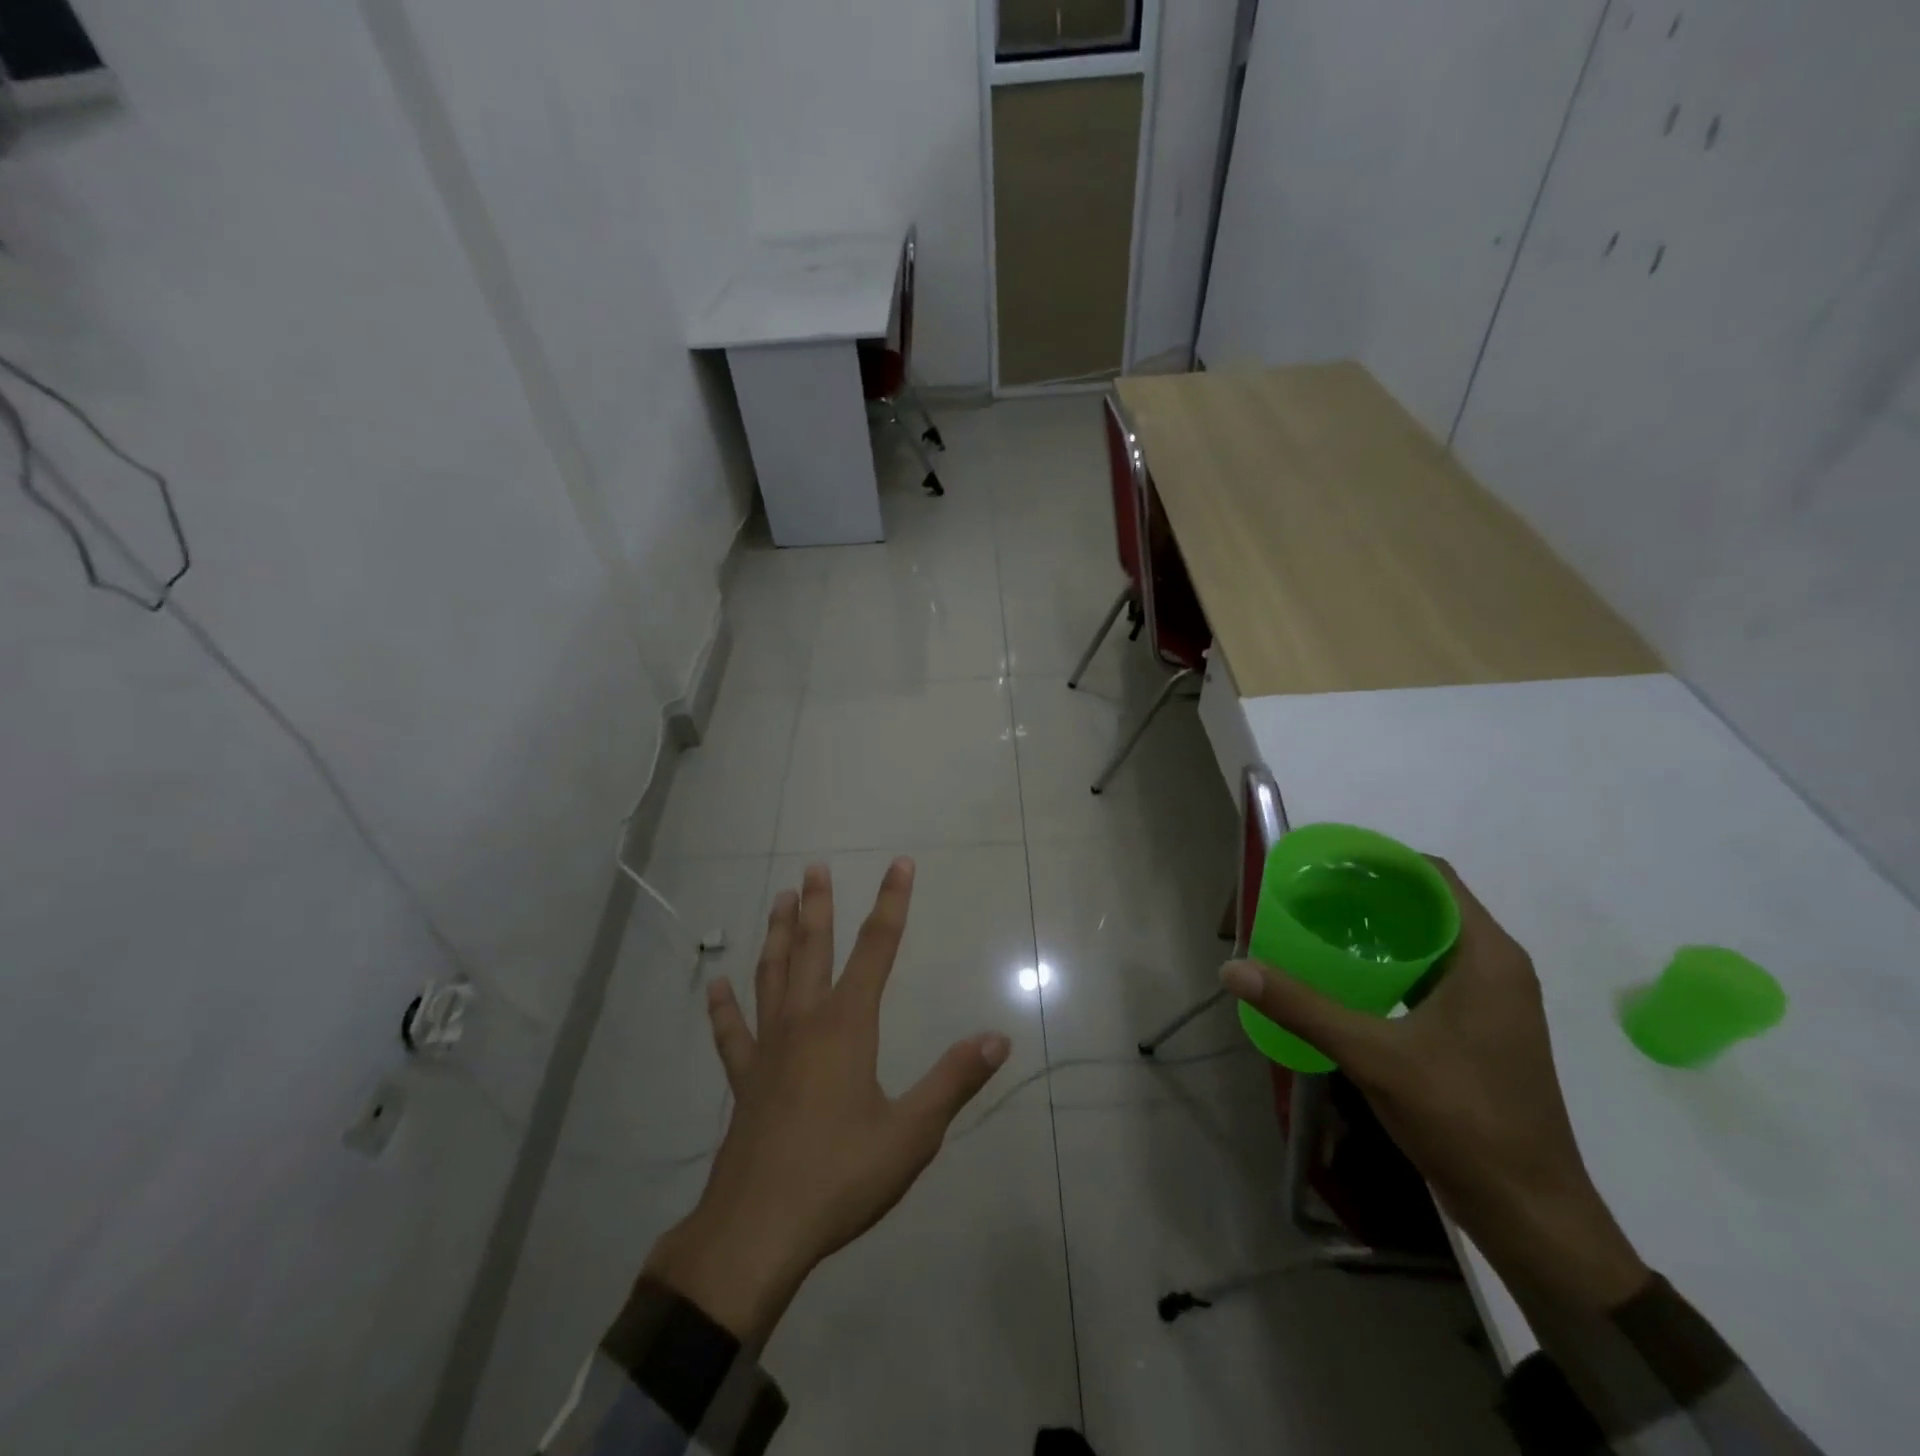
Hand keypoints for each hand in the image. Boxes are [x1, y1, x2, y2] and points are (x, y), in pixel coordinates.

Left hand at [628, 858, 1009, 1345]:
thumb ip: (954, 1080)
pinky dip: (724, 1008)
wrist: (757, 1231)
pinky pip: (731, 1034)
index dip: (892, 902)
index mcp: (847, 1025)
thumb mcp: (912, 1133)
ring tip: (779, 899)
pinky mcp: (744, 1081)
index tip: (900, 864)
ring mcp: (768, 1049)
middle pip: (812, 949)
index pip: (877, 948)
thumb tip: (997, 1038)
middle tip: (814, 867)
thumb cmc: (841, 1176)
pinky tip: (717, 986)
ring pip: (771, 976)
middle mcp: (804, 1022)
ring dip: (776, 935)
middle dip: (818, 905)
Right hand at [1221, 859, 1648, 1312]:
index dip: (1379, 860)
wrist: (1530, 1212)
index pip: (1432, 875)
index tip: (1324, 863)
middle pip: (1426, 903)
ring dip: (1377, 928)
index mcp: (1487, 956)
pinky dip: (1387, 962)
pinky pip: (1427, 972)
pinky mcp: (1476, 1028)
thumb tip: (1232, 968)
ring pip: (1427, 939)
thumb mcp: (1374, 1055)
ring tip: (1317, 925)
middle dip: (1368, 892)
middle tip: (1307, 893)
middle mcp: (1494, 966)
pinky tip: (1343, 975)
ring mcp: (1489, 1000)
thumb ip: (1302, 1006)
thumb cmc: (1465, 1120)